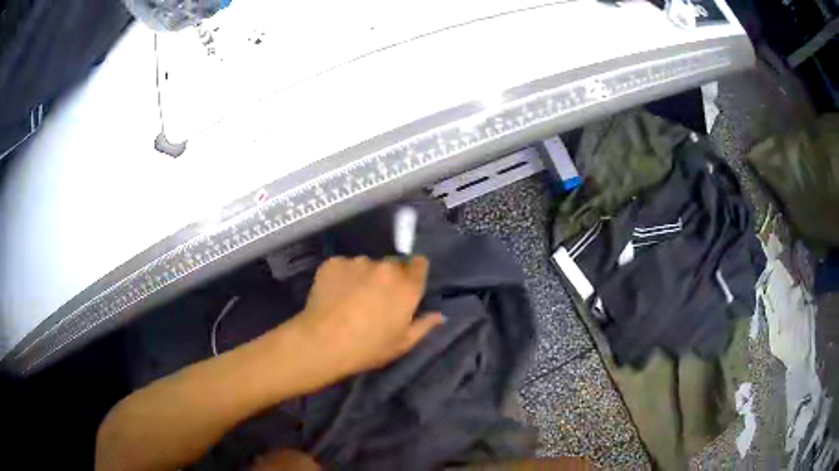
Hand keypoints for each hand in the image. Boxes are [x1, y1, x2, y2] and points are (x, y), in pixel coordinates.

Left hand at [291, 256, 443, 378]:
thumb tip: (439, 315)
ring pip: (366, 265)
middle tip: (376, 298)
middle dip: (389, 277)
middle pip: (392, 264)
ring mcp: (357, 262)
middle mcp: (385, 267)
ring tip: (351, 298)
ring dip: (364, 276)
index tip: (406, 287)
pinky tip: (334, 295)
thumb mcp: (402, 344)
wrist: (322, 342)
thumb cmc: (367, 348)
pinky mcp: (334, 262)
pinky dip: (342, 276)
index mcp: (407, 286)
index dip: (414, 274)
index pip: (419, 263)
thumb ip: (424, 326)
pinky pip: (344, 266)